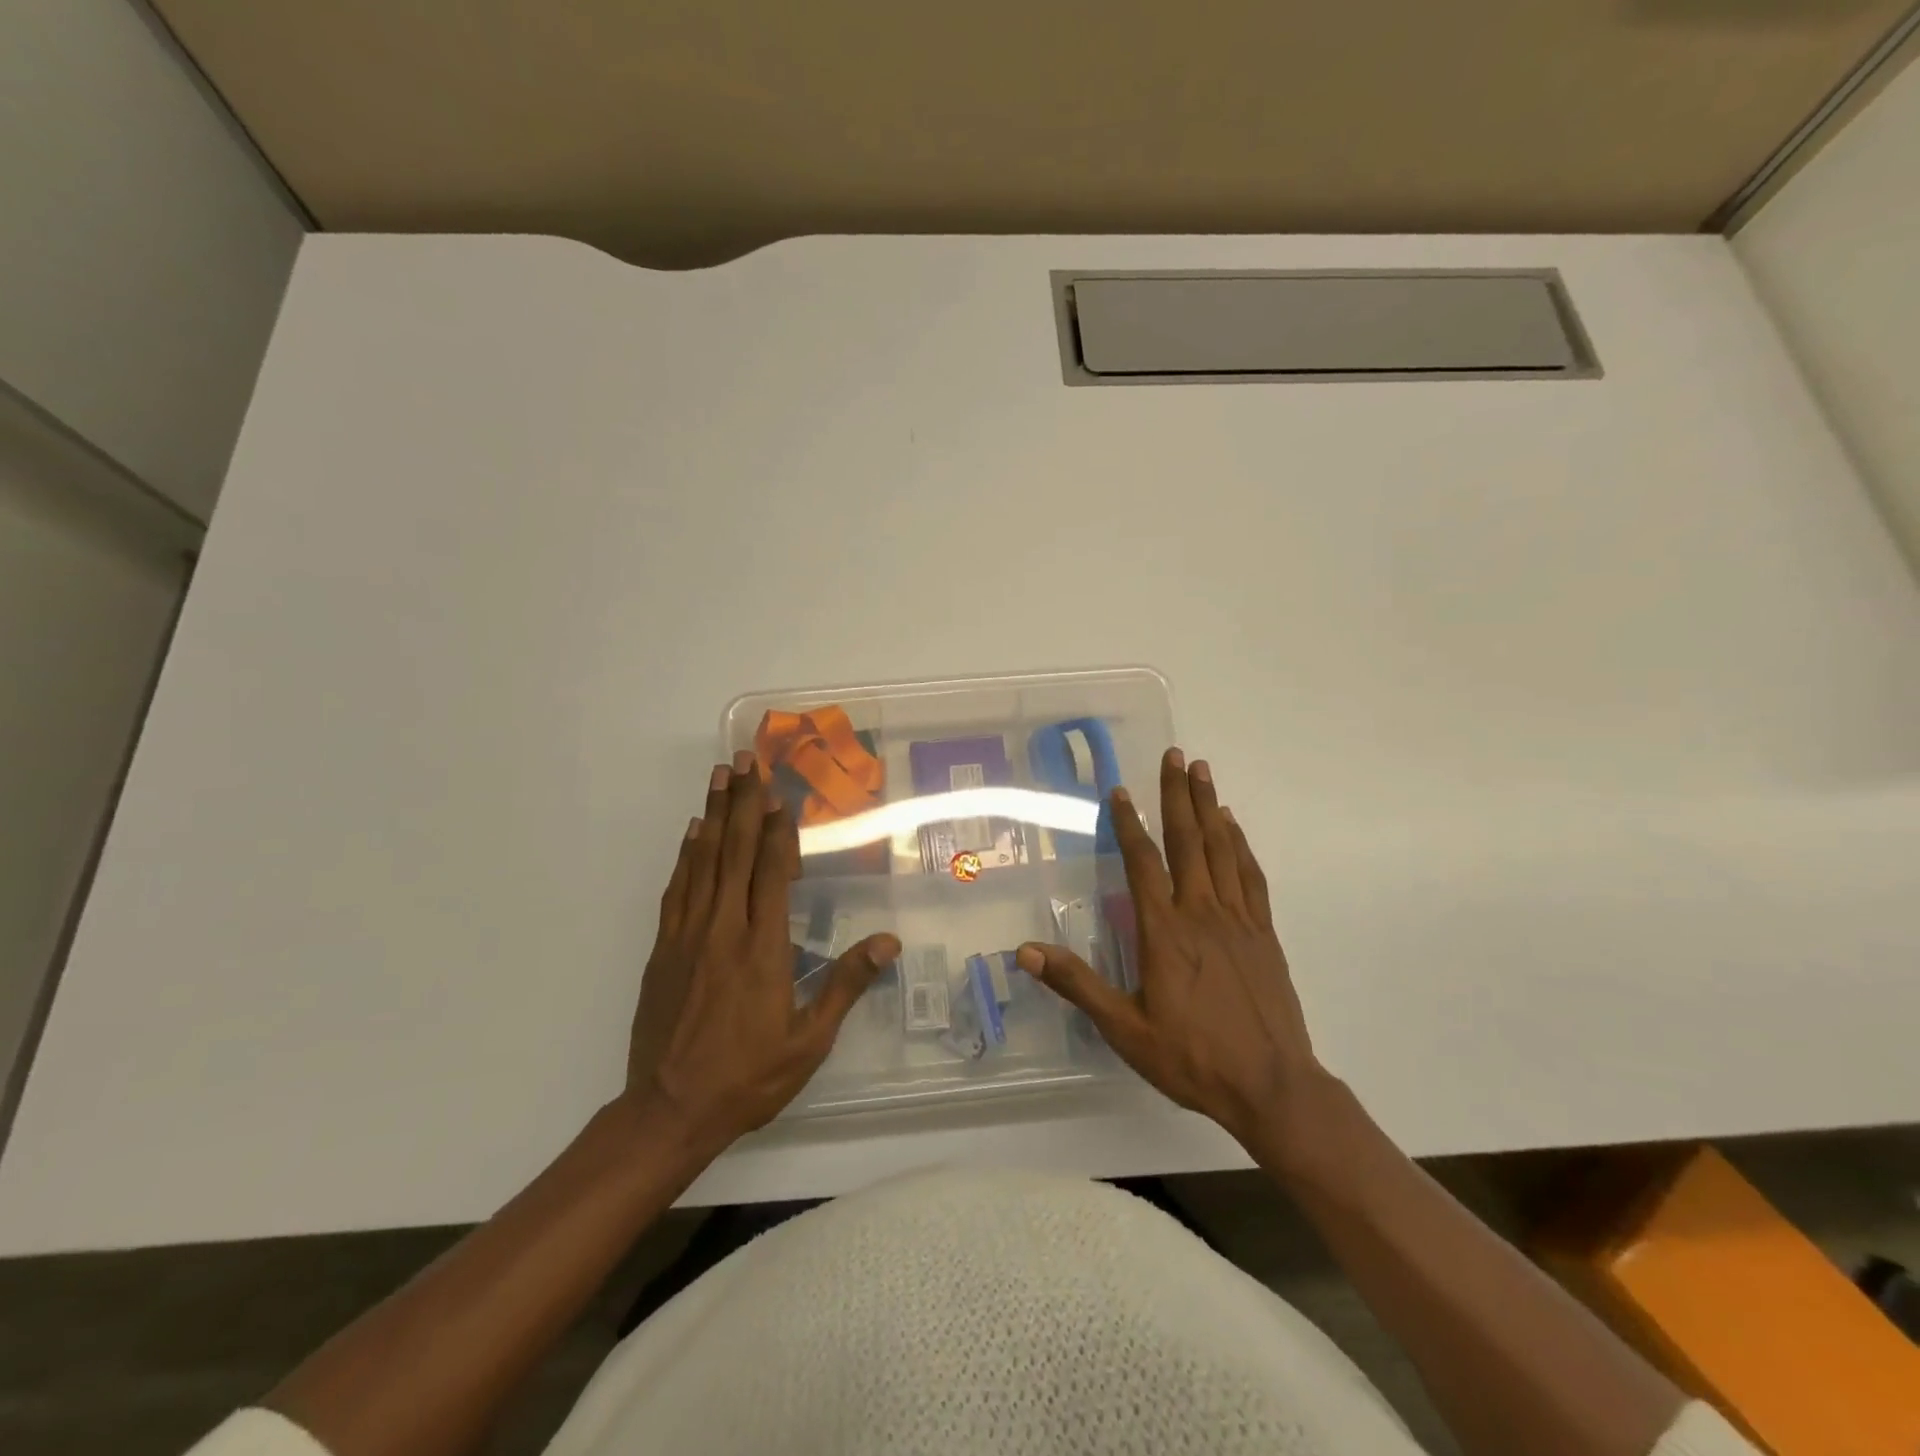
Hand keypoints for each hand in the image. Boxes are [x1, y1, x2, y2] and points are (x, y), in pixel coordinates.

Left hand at [626, 752, 899, 1155]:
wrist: (669, 1111)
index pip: (770, 873)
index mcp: (763, 948)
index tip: (779, 793)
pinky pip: (677, 889)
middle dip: (743, 803)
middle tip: (746, 760)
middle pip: (734, 852)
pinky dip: (686, 855)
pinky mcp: (664, 949)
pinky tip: (692, 832)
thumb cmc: (748, 1076)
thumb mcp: (809, 1040)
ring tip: (719, 776)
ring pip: (702, 861)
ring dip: (713, 815)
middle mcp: (724, 929)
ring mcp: (688, 936)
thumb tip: (889, 942)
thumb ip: (845, 984)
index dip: (776, 830)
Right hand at [1017, 749, 1334, 1164]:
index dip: (1129, 824)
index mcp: (1165, 932)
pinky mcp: (1263, 934)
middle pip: (1188, 841)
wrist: (1272, 1086)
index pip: (1143, 863)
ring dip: (1210, 807)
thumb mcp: (1125, 1029)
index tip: (1120, 791)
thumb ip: (1078, 985)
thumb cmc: (1192, 1058)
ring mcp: (1238, 920)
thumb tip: (1026, 952)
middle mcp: (1202, 913)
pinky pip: (1251, 877)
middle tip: (1175, 756)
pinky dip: (1240, 846)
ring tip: (1202, 772)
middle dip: (1178, 795)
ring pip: (1222, 850)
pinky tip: (1234, 827)